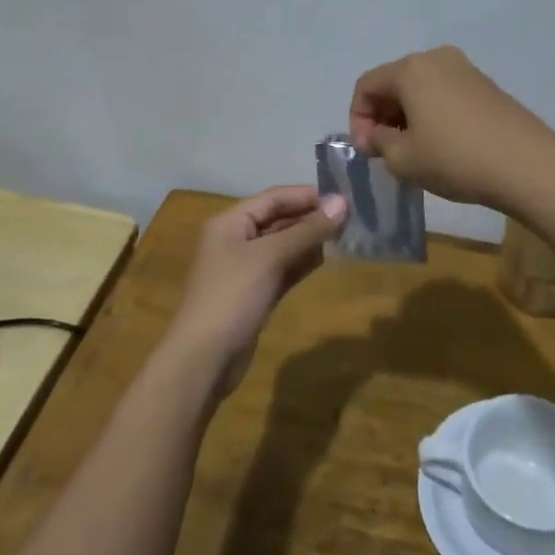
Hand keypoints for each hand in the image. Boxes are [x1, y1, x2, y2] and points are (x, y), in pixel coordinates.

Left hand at [162, 187, 346, 397]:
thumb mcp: (270, 257)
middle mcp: (236, 240)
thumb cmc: (232, 296)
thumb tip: (342, 203)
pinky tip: (327, 258)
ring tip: (345, 234)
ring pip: (283, 245)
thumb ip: (307, 230)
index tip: (343, 197)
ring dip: (310, 239)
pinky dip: (302, 262)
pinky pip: (283, 269)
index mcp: (230, 222)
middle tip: (350, 217)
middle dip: (311, 217)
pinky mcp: (255, 294)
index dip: (307, 195)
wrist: (204, 359)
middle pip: (278, 219)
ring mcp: (245, 269)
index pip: (273, 198)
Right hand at [349, 45, 554, 210]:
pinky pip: (445, 94)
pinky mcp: (486, 86)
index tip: (367, 150)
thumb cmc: (455, 158)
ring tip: (413, 150)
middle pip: (394, 82)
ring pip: (421, 88)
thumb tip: (373, 135)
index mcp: (411, 69)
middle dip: (382, 115)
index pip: (366, 85)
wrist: (527, 165)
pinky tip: (442, 144)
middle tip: (385, 151)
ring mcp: (465, 69)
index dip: (357, 118)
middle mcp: (437, 58)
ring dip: (407, 116)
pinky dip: (433, 114)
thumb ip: (378, 142)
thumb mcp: (403, 158)